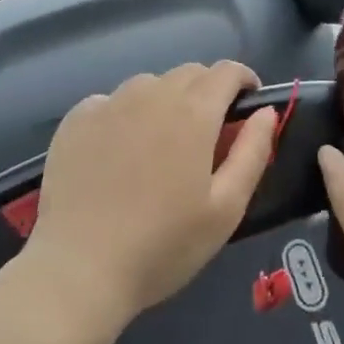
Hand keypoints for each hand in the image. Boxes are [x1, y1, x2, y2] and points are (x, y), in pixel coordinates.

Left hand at [25, 62, 278, 330]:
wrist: (77, 271)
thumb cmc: (162, 246)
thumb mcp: (226, 209)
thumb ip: (252, 152)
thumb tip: (266, 112)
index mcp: (193, 111)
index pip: (227, 71)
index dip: (243, 81)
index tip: (247, 104)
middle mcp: (152, 93)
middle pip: (189, 73)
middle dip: (207, 91)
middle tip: (207, 133)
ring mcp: (110, 103)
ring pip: (149, 85)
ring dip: (165, 101)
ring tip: (160, 143)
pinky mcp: (77, 120)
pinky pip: (111, 101)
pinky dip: (124, 115)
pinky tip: (118, 152)